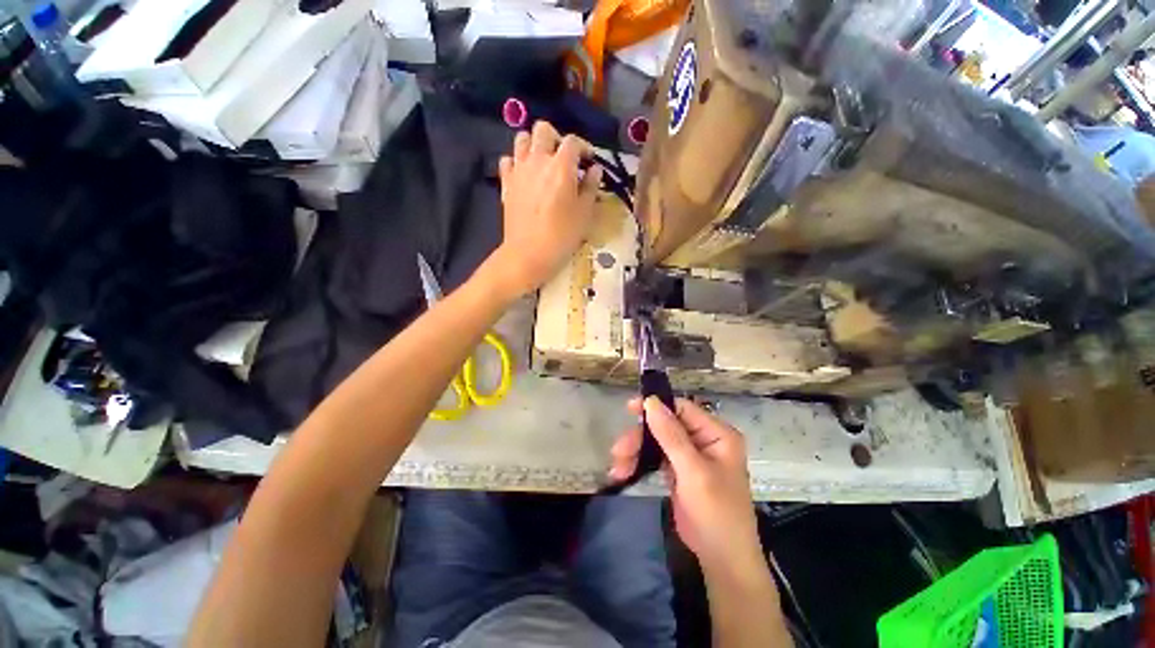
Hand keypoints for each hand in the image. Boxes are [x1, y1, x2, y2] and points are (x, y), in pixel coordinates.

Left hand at [489, 121, 602, 297]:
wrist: (528, 254)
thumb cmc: (561, 236)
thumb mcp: (584, 214)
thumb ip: (591, 187)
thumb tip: (595, 170)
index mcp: (561, 166)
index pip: (573, 141)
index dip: (584, 147)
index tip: (589, 161)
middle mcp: (538, 161)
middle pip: (543, 129)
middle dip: (556, 138)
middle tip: (564, 158)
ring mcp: (518, 170)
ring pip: (522, 139)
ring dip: (534, 145)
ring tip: (543, 163)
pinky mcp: (506, 183)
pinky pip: (507, 160)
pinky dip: (517, 162)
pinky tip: (525, 175)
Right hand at [609, 397, 761, 571]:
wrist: (721, 560)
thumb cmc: (716, 512)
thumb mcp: (693, 472)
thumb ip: (671, 435)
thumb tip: (650, 401)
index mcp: (717, 434)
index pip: (682, 409)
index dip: (656, 406)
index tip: (630, 409)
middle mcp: (704, 439)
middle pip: (665, 425)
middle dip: (641, 437)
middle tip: (618, 450)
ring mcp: (690, 456)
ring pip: (657, 441)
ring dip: (636, 451)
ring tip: (617, 466)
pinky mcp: (678, 470)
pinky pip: (655, 457)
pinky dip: (639, 462)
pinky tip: (624, 471)